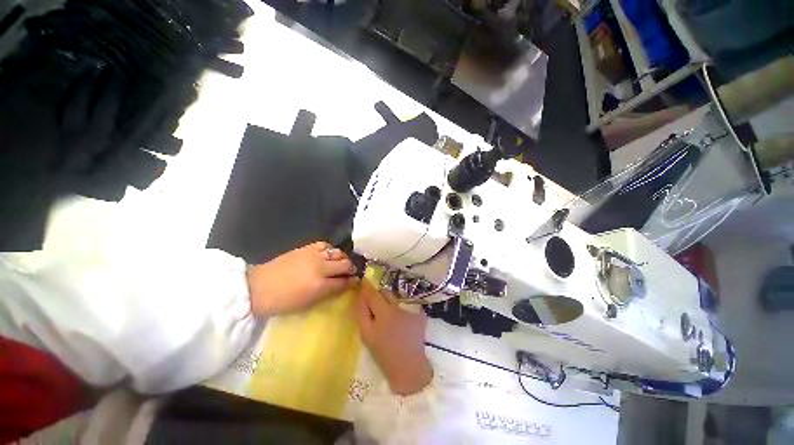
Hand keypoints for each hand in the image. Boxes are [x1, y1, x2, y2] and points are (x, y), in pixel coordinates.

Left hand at [247, 242, 357, 315]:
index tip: (356, 280)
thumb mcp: (308, 303)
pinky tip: (330, 254)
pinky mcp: (306, 248)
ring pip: (338, 252)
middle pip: (345, 264)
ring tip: (342, 262)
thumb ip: (328, 292)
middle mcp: (320, 267)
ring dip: (343, 258)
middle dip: (351, 268)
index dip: (352, 281)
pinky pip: (326, 245)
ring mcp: (314, 255)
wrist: (258, 288)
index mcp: (320, 285)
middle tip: (352, 271)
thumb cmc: (283, 301)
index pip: (344, 281)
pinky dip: (331, 249)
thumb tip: (343, 285)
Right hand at [355, 281, 432, 394]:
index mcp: (384, 311)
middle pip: (386, 292)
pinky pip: (407, 304)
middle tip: (376, 305)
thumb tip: (360, 295)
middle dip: (379, 295)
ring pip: (397, 297)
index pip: (374, 292)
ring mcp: (412, 308)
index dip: (367, 286)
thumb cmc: (383, 352)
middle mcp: (399, 306)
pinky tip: (401, 319)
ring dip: (390, 301)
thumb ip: (362, 312)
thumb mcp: (366, 334)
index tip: (363, 281)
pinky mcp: (420, 313)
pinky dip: (401, 307)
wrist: (409, 367)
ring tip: (389, 314)